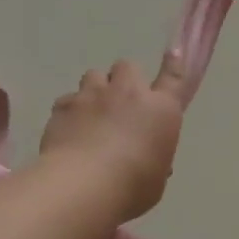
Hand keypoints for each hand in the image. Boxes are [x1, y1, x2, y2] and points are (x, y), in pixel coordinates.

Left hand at [39, 54, 186, 222]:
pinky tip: (67, 131)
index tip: (173, 51)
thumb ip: (154, 159)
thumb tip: (148, 156)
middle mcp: (129, 93)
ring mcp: (93, 95)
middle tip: (119, 103)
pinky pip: (67, 100)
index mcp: (161, 110)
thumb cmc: (133, 187)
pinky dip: (69, 112)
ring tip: (90, 113)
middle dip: (124, 80)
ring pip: (94, 75)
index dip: (174, 63)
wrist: (85, 186)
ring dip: (95, 90)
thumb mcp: (156, 178)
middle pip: (127, 67)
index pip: (173, 78)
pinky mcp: (64, 105)